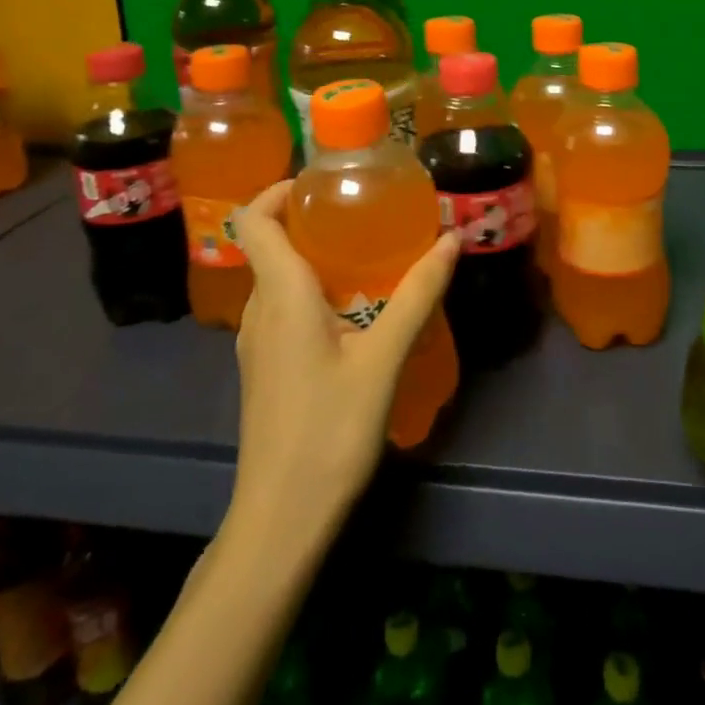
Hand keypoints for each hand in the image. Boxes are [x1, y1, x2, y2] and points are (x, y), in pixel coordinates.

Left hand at [226, 182, 458, 530]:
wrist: (280, 521)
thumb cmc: (329, 431)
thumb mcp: (383, 358)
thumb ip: (417, 295)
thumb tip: (450, 239)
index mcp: (280, 295)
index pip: (254, 220)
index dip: (279, 190)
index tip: (324, 184)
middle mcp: (260, 310)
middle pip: (270, 244)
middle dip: (311, 220)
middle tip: (364, 214)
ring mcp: (257, 343)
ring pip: (278, 279)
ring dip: (314, 257)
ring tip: (368, 256)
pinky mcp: (265, 368)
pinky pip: (283, 309)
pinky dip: (312, 291)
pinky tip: (355, 311)